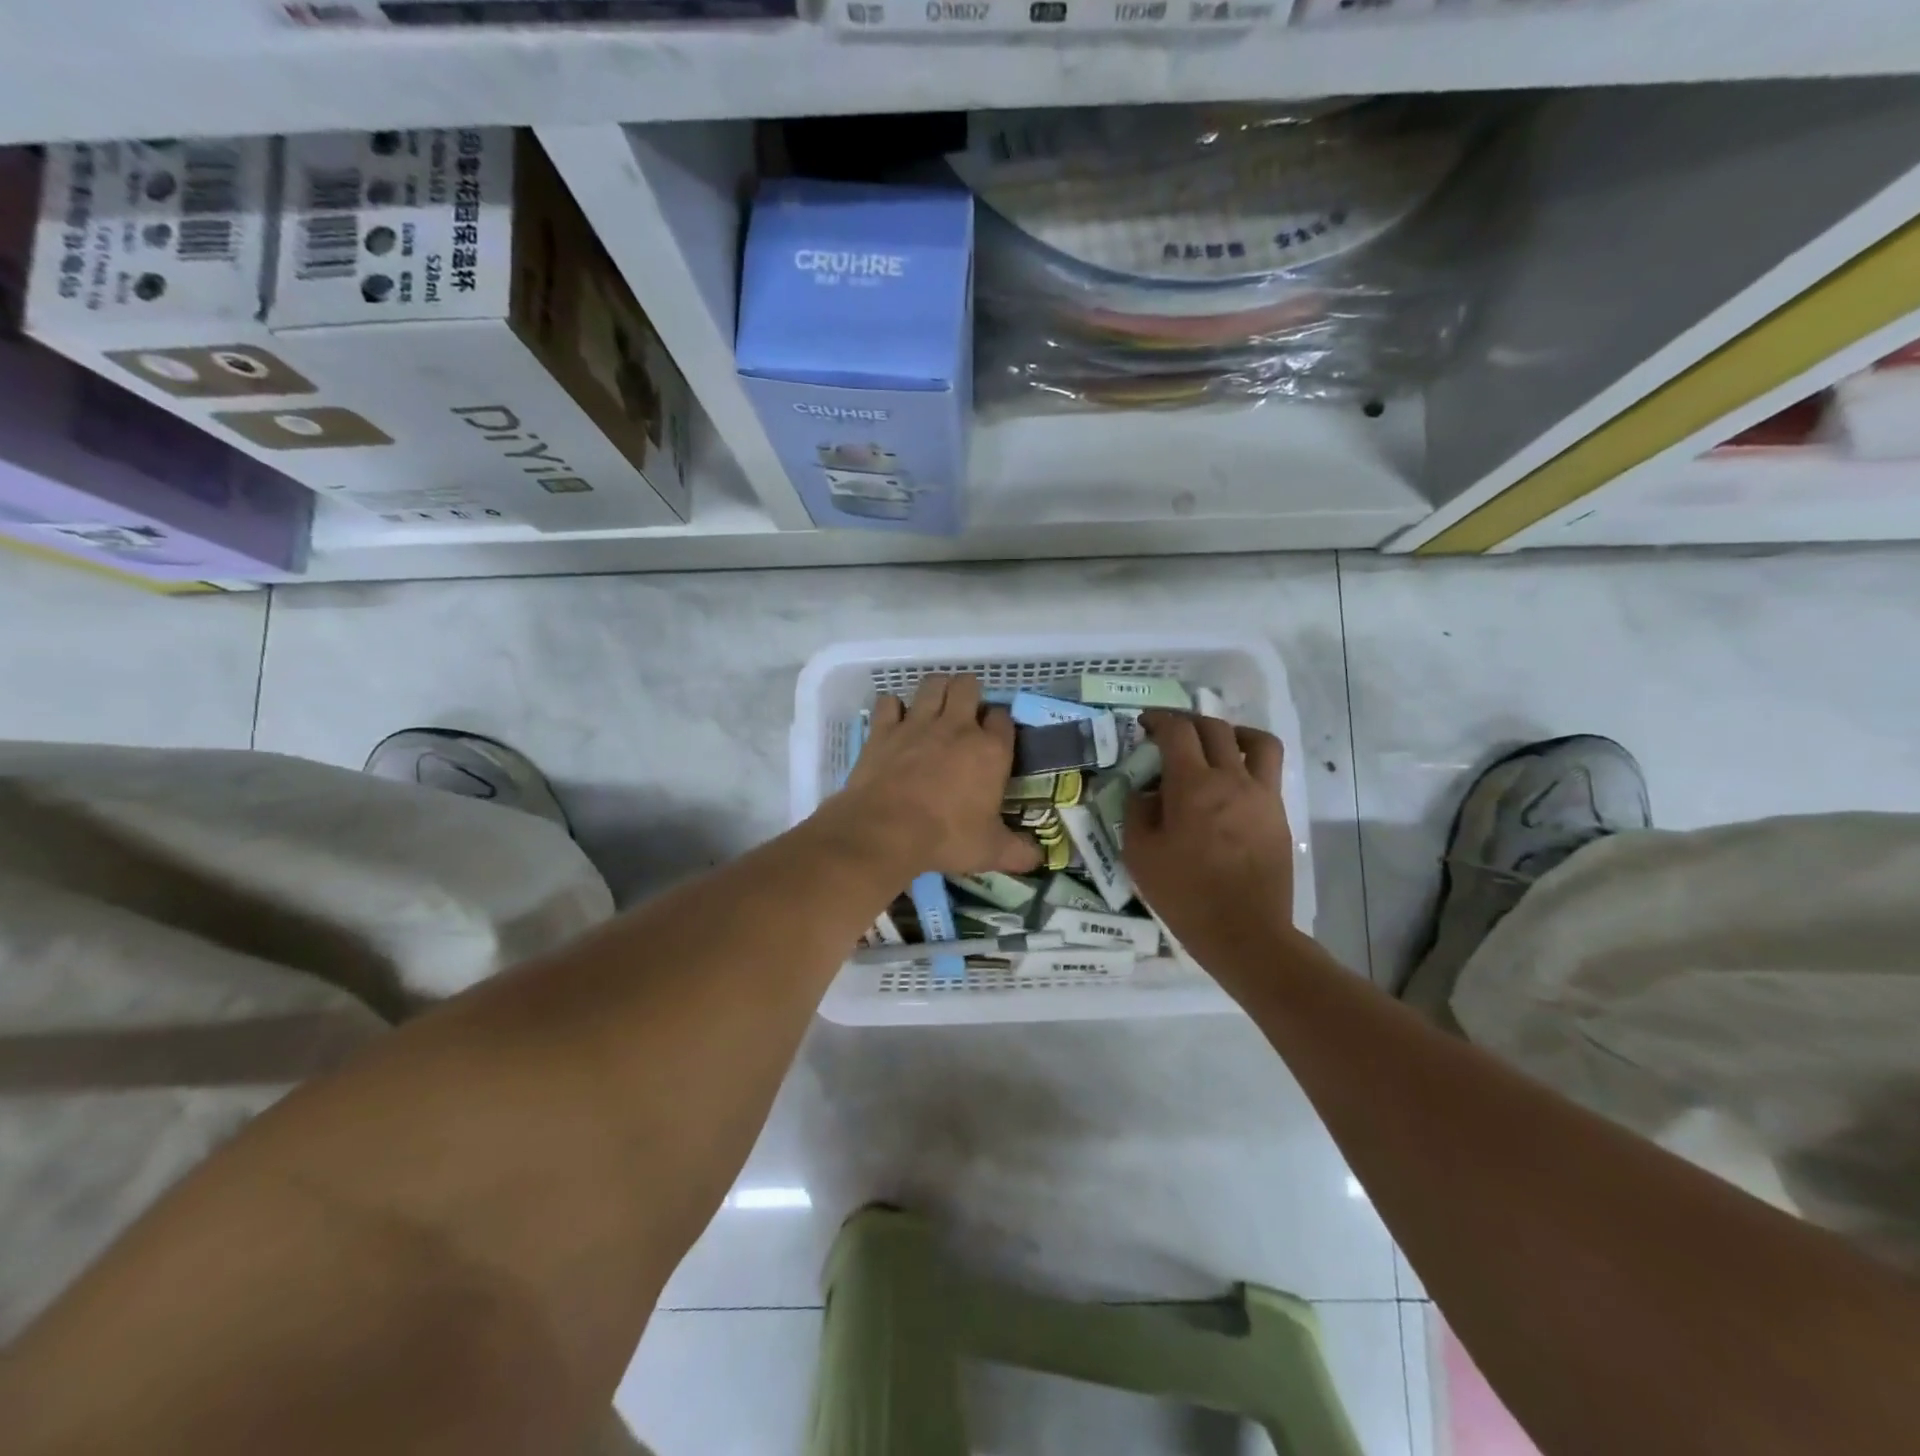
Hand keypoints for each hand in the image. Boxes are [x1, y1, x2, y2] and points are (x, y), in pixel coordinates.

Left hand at [832, 674, 1040, 877]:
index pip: (1003, 718)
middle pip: (968, 685)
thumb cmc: (946, 839)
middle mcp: (957, 727)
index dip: (999, 724)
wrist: (886, 831)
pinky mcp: (884, 729)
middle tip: (964, 716)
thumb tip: (1038, 859)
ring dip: (936, 691)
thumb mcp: (990, 852)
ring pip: (932, 684)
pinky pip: (889, 702)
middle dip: (969, 694)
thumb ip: (1018, 852)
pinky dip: (892, 708)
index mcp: (990, 750)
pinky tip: (895, 721)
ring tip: (935, 708)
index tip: (994, 738)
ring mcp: (918, 723)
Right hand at [1124, 710, 1296, 973]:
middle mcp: (1231, 778)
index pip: (1177, 731)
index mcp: (1192, 785)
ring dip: (1230, 732)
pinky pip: (1268, 770)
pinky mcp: (1277, 813)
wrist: (1244, 932)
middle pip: (1214, 728)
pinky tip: (1231, 783)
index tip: (1145, 724)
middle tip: (1170, 733)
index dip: (1158, 719)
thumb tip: (1145, 791)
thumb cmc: (1184, 894)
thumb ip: (1137, 812)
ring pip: (1255, 740)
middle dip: (1187, 722)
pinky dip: (1249, 761)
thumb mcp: (1139, 855)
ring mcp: (1260, 794)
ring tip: (1215, 745)